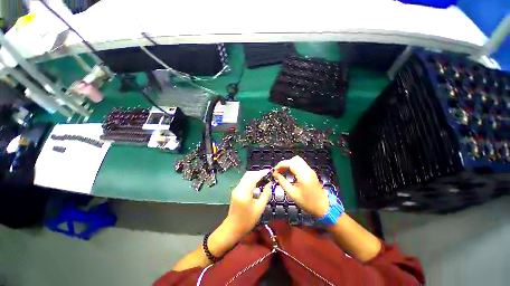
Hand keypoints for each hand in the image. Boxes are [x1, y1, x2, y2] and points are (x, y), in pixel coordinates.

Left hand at [225, 170, 271, 237]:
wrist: (233, 227)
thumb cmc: (248, 220)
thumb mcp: (260, 208)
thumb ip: (266, 193)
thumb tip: (270, 183)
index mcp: (244, 192)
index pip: (254, 177)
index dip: (262, 173)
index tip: (270, 172)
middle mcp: (239, 188)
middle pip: (249, 174)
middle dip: (258, 173)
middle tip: (267, 175)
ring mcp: (236, 188)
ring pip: (246, 176)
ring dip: (255, 175)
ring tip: (264, 178)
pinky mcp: (236, 190)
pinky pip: (244, 181)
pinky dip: (251, 179)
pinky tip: (258, 182)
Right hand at [273, 156, 328, 217]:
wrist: (323, 208)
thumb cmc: (307, 202)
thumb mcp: (292, 193)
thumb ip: (282, 182)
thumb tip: (275, 174)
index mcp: (303, 175)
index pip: (290, 163)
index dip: (280, 165)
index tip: (274, 171)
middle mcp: (307, 170)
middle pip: (294, 159)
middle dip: (284, 164)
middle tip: (278, 171)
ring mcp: (310, 170)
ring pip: (297, 161)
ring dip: (289, 164)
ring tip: (282, 172)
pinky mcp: (311, 173)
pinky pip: (300, 165)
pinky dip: (293, 166)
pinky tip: (288, 173)